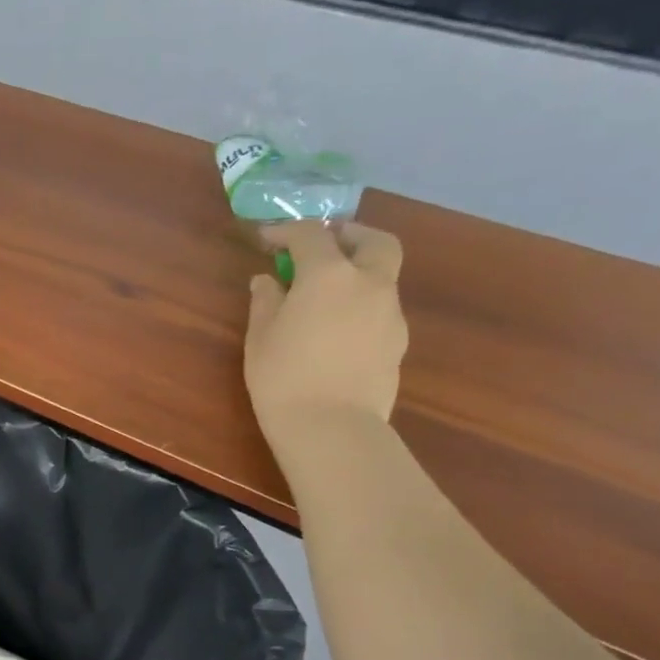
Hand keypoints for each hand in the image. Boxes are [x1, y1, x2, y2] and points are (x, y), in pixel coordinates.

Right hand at [245, 221, 407, 445]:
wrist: (331, 427)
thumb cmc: (283, 376)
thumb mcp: (261, 336)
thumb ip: (266, 300)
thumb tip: (268, 280)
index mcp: (329, 275)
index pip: (311, 235)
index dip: (286, 232)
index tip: (266, 239)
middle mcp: (369, 283)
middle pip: (374, 241)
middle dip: (350, 236)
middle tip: (324, 246)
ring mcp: (390, 312)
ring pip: (382, 276)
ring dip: (358, 273)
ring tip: (326, 295)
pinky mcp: (398, 341)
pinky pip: (381, 308)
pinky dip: (362, 305)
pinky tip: (338, 330)